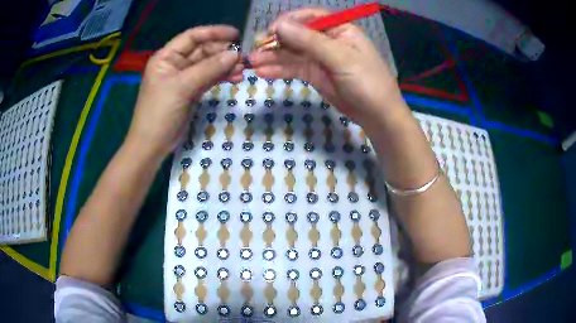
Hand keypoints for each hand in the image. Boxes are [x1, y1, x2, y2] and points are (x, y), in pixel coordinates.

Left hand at [127, 25, 243, 157]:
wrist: (152, 145)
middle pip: (202, 51)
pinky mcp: (191, 92)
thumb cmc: (160, 112)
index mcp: (166, 57)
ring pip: (208, 65)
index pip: (192, 37)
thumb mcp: (182, 87)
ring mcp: (183, 78)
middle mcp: (175, 64)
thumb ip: (208, 69)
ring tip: (243, 69)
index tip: (236, 35)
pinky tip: (235, 77)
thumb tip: (235, 54)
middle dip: (223, 52)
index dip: (214, 33)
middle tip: (244, 57)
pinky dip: (221, 77)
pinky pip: (209, 79)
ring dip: (225, 66)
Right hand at [249, 9, 403, 129]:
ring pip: (292, 53)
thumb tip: (280, 25)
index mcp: (339, 29)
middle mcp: (327, 40)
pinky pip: (294, 68)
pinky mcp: (314, 74)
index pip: (310, 17)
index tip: (270, 31)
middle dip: (275, 42)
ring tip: (253, 63)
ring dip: (272, 57)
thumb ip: (310, 41)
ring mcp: (320, 58)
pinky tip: (263, 72)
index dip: (289, 22)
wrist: (377, 115)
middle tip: (255, 51)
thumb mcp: (340, 58)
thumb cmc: (367, 81)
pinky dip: (279, 70)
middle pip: (297, 35)